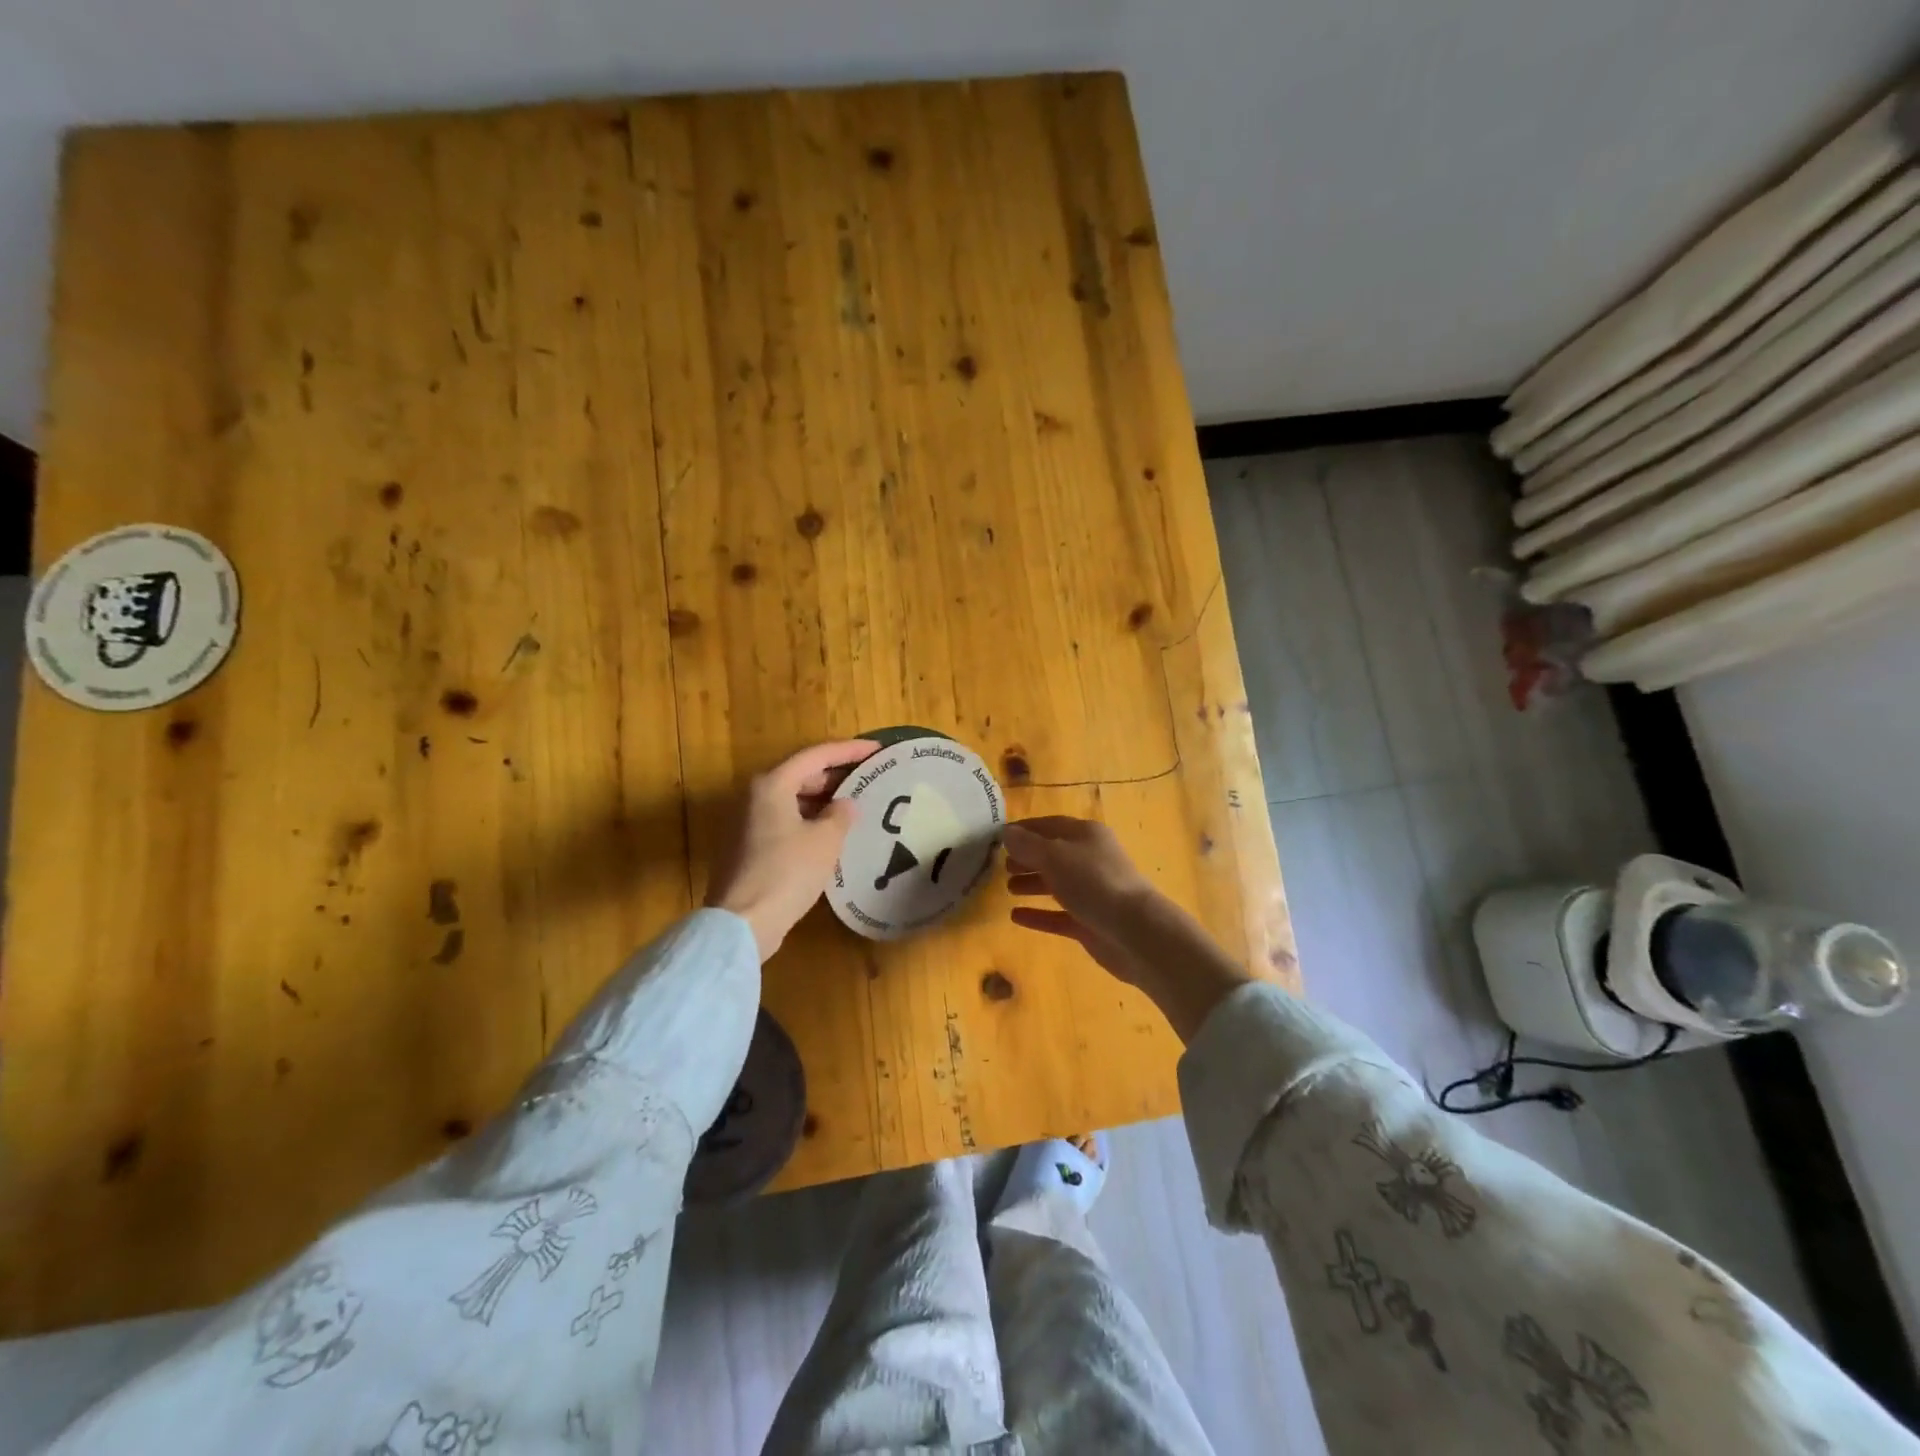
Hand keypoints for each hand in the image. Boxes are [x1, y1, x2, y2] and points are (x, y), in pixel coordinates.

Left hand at [706, 740, 878, 960]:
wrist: (743, 922)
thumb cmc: (787, 872)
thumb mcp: (825, 840)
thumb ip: (840, 815)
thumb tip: (845, 805)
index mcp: (772, 784)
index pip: (816, 756)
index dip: (849, 750)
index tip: (877, 750)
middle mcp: (755, 796)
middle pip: (801, 775)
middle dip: (836, 775)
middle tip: (868, 777)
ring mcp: (748, 823)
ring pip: (792, 799)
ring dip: (823, 800)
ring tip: (855, 805)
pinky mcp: (748, 848)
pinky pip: (785, 821)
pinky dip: (809, 820)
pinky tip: (831, 834)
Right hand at [1004, 815, 1252, 1042]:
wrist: (1135, 932)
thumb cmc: (1093, 883)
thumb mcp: (1054, 857)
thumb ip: (1027, 845)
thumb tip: (1006, 832)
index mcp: (1085, 835)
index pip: (1049, 825)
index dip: (1024, 829)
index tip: (999, 837)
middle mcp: (1089, 859)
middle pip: (1053, 854)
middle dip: (1027, 857)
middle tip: (1001, 865)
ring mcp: (1091, 892)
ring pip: (1056, 884)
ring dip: (1032, 884)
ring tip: (1007, 888)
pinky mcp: (1090, 922)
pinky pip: (1058, 914)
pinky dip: (1038, 914)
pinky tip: (1015, 917)